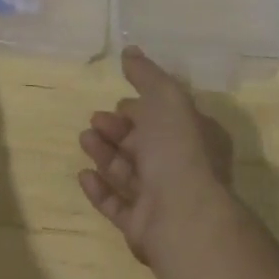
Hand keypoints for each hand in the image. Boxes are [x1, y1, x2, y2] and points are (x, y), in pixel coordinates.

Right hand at [78, 47, 234, 264]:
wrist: (183, 216)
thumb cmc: (178, 150)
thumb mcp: (166, 98)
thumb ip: (146, 74)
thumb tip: (130, 51)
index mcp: (195, 138)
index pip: (166, 119)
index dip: (141, 108)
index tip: (119, 101)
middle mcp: (182, 168)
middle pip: (144, 144)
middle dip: (117, 129)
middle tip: (95, 120)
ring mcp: (163, 201)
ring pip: (128, 173)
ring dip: (105, 154)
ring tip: (84, 140)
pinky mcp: (143, 227)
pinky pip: (118, 205)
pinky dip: (100, 189)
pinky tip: (83, 175)